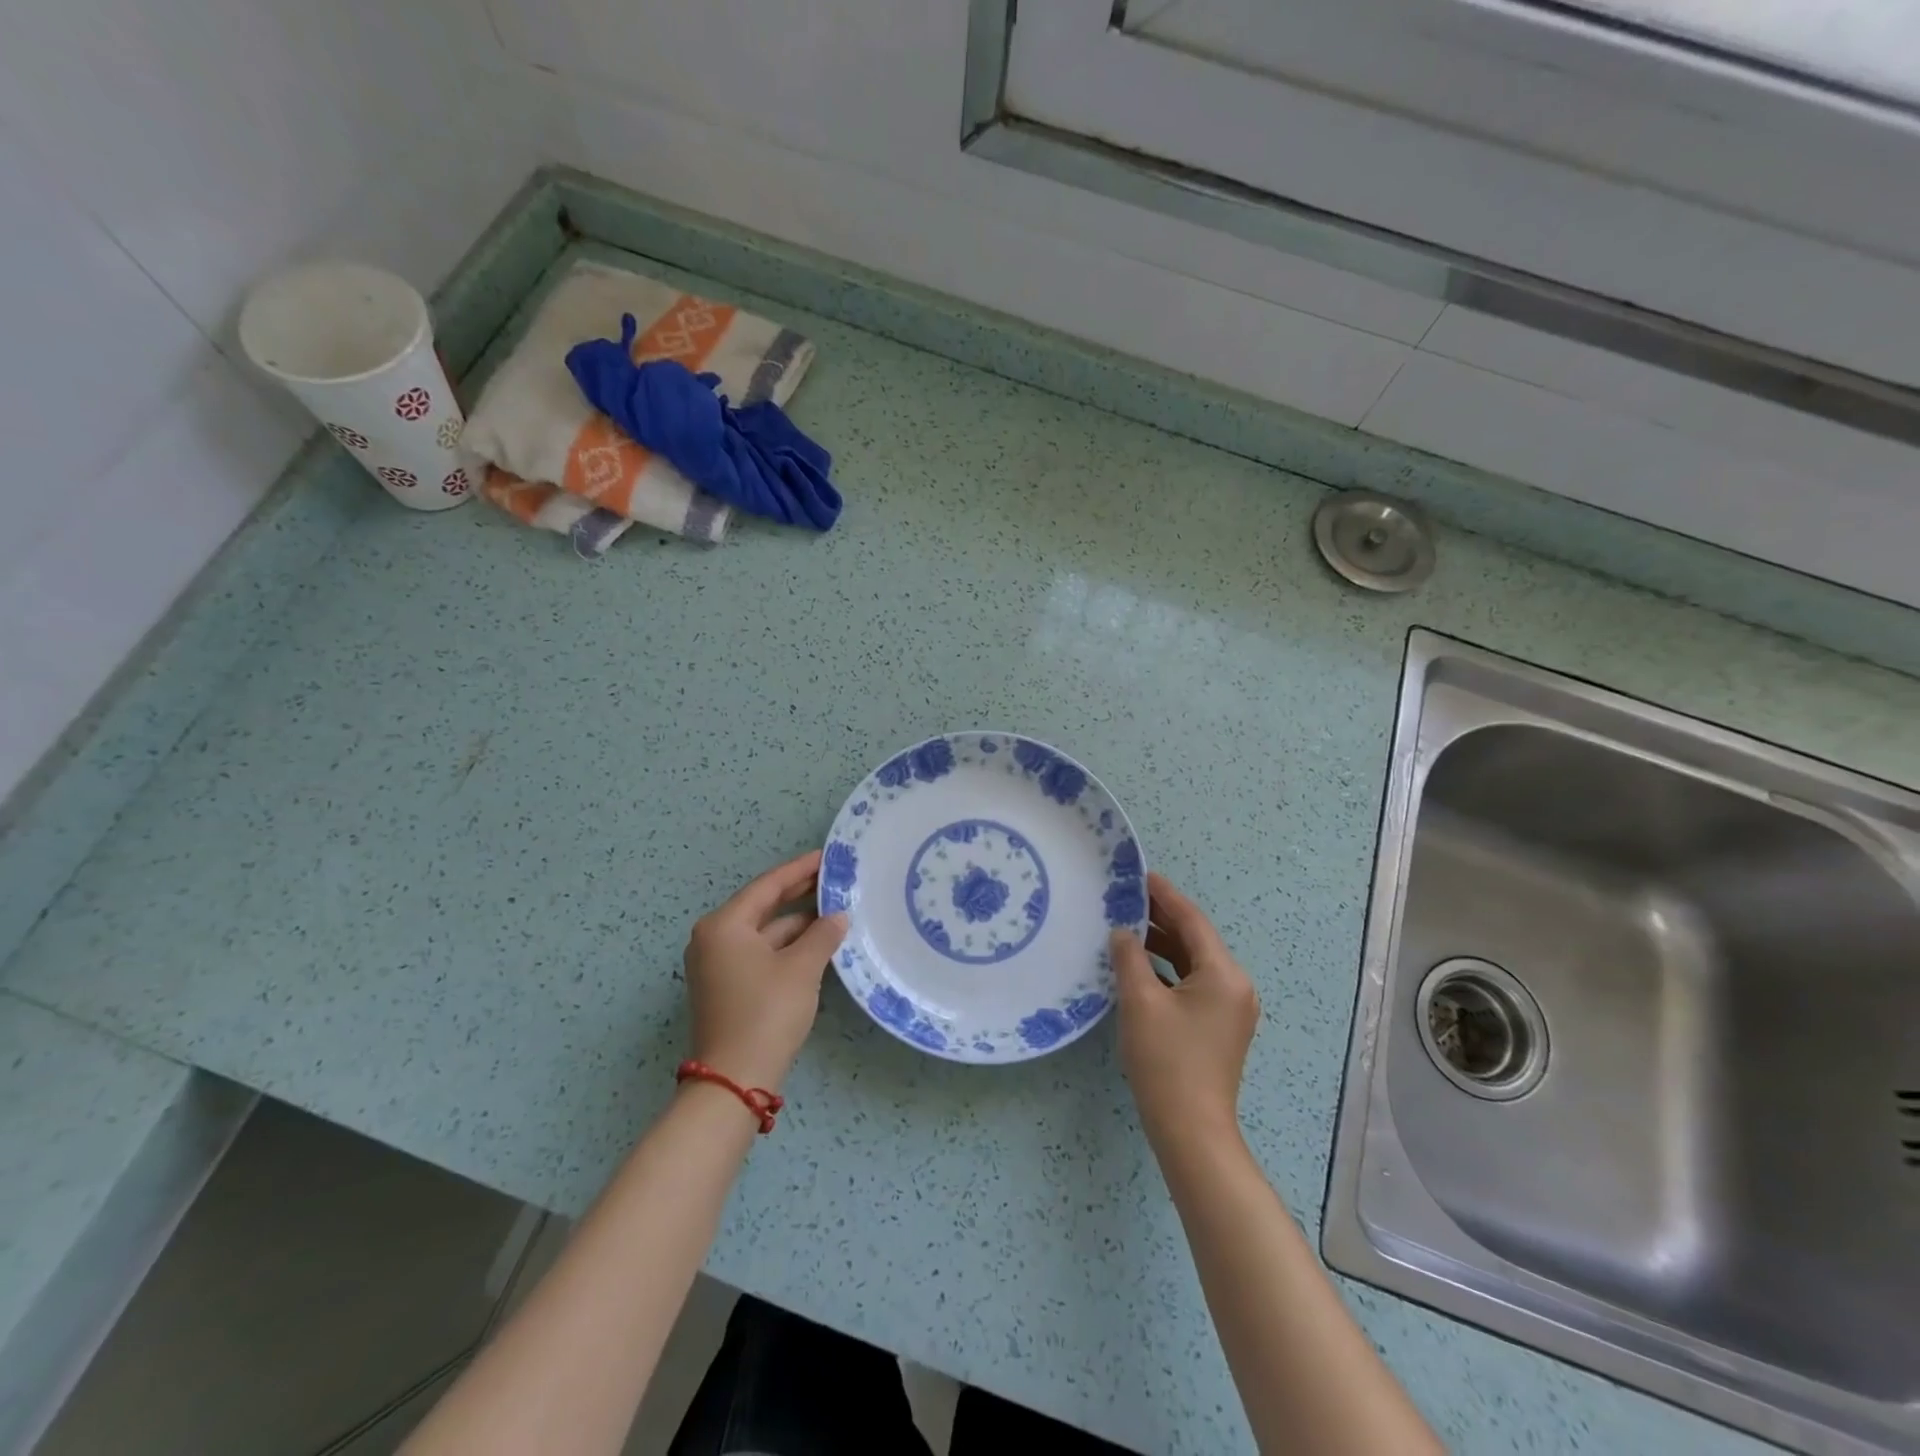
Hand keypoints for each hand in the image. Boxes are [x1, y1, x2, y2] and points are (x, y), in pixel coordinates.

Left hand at [683, 850, 847, 1092]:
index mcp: (724, 925)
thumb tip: (838, 916)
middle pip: (763, 906)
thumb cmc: (766, 1011)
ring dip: (797, 923)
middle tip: (834, 879)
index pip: (768, 886)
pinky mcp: (727, 987)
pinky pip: (761, 953)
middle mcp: (714, 939)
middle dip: (799, 894)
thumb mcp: (802, 968)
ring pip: (764, 932)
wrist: (735, 1079)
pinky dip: (787, 946)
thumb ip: (822, 935)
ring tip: (835, 911)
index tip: (827, 856)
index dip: (800, 869)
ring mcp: (718, 965)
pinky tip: (817, 943)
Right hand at [1110, 872, 1260, 1147]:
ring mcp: (1230, 1008)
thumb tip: (1123, 932)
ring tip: (1127, 927)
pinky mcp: (1219, 1026)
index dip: (1165, 895)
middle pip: (1196, 939)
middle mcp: (1235, 985)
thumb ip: (1129, 957)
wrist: (1191, 1130)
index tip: (1141, 875)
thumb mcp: (1140, 1001)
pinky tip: (1140, 966)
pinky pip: (1193, 983)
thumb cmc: (1166, 1060)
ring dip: (1162, 945)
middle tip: (1127, 898)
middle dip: (1161, 918)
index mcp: (1223, 974)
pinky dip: (1168, 970)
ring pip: (1193, 962)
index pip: (1192, 921)